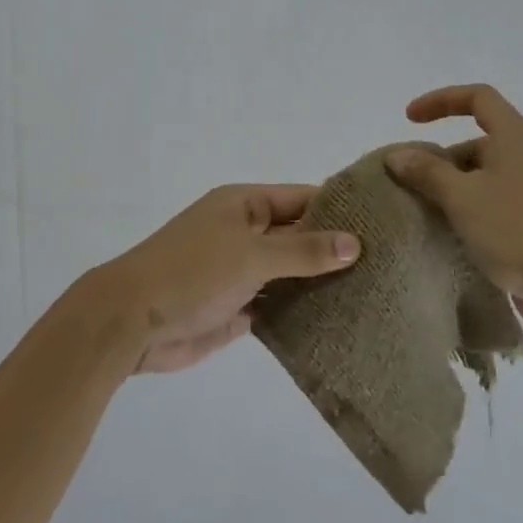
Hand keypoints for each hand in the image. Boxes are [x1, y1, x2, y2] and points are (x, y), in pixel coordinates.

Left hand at [76, 185, 361, 373]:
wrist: (131, 321)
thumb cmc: (192, 272)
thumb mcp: (251, 254)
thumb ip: (303, 249)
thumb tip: (355, 242)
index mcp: (245, 205)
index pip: (302, 199)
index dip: (340, 209)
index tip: (385, 224)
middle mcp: (245, 233)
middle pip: (299, 237)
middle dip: (336, 251)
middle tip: (391, 266)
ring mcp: (241, 272)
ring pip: (291, 274)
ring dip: (322, 285)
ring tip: (377, 295)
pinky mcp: (238, 309)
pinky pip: (278, 306)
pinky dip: (302, 314)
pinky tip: (341, 324)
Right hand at [385, 84, 522, 341]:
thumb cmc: (517, 229)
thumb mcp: (462, 196)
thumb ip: (427, 172)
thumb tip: (397, 155)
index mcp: (514, 137)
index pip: (477, 98)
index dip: (441, 101)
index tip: (409, 120)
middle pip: (476, 142)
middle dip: (439, 158)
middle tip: (409, 183)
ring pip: (482, 177)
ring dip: (450, 189)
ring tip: (421, 213)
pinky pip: (493, 205)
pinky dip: (467, 212)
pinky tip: (447, 236)